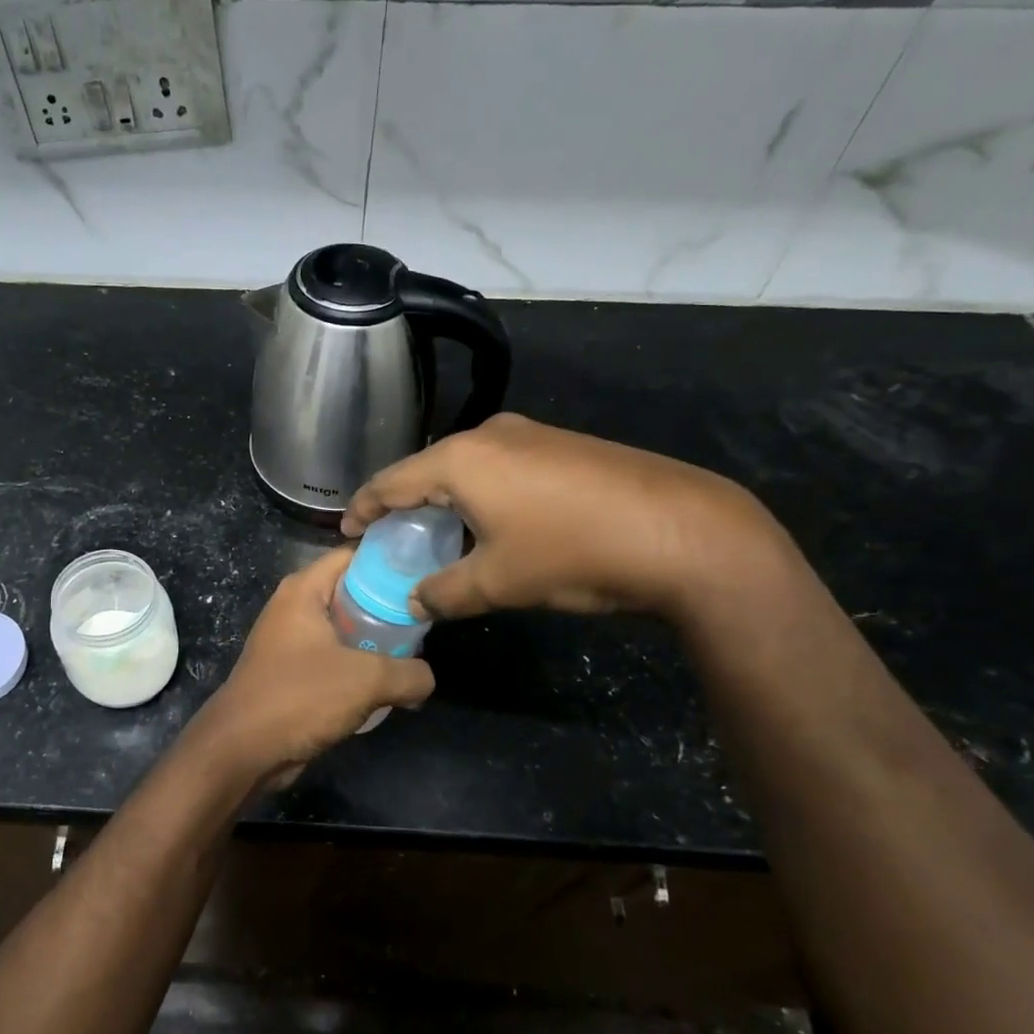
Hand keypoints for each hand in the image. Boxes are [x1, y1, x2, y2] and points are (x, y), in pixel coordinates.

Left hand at [183, 546, 433, 790]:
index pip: (352, 556)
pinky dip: (358, 668)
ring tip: (415, 655)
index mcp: (303, 590)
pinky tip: (388, 686)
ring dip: (376, 643)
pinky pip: (334, 659)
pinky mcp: (292, 672)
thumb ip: (409, 673)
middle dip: (389, 607)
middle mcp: (294, 607)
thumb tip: (427, 678)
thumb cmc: (300, 696)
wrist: (243, 749)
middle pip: (352, 593)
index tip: (426, 575)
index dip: (390, 561)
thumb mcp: (367, 680)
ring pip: (344, 630)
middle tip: (427, 621)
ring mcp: (291, 641)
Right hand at [341, 413, 786, 623]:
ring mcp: (532, 434)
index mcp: (461, 460)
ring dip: (445, 499)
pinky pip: (501, 467)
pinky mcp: (563, 445)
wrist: (686, 532)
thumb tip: (416, 599)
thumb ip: (445, 592)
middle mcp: (491, 434)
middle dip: (405, 504)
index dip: (364, 508)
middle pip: (428, 469)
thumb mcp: (499, 583)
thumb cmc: (574, 554)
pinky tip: (491, 522)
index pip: (392, 481)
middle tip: (390, 538)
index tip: (347, 530)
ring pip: (467, 467)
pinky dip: (480, 493)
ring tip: (437, 534)